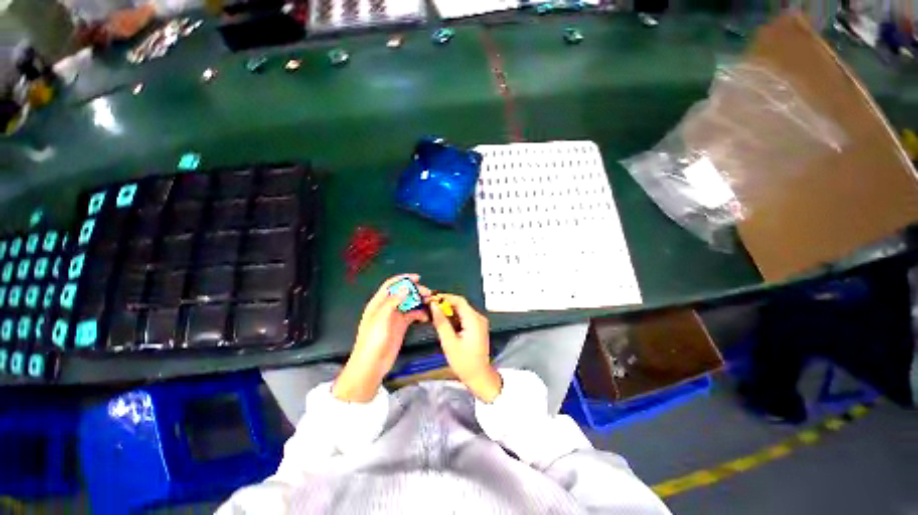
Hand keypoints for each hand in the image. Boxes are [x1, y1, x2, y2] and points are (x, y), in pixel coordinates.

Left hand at [333, 275, 429, 402]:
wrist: (371, 364)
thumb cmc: (373, 340)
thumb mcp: (381, 318)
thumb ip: (393, 301)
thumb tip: (406, 288)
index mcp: (378, 303)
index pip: (391, 285)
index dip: (403, 279)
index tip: (417, 278)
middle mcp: (387, 308)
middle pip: (402, 293)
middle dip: (415, 290)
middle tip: (427, 293)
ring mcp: (395, 317)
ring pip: (409, 303)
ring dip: (419, 301)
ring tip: (429, 302)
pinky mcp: (401, 326)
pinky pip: (412, 315)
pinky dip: (420, 314)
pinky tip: (426, 316)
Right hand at [429, 294, 501, 401]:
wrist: (479, 376)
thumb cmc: (464, 362)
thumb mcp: (449, 342)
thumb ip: (441, 322)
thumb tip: (433, 306)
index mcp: (474, 320)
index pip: (459, 300)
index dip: (444, 297)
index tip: (431, 299)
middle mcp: (479, 318)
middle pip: (461, 304)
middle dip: (445, 304)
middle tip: (430, 308)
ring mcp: (479, 322)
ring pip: (462, 310)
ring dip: (449, 311)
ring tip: (435, 315)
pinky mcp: (477, 327)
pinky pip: (464, 317)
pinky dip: (454, 318)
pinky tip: (445, 323)